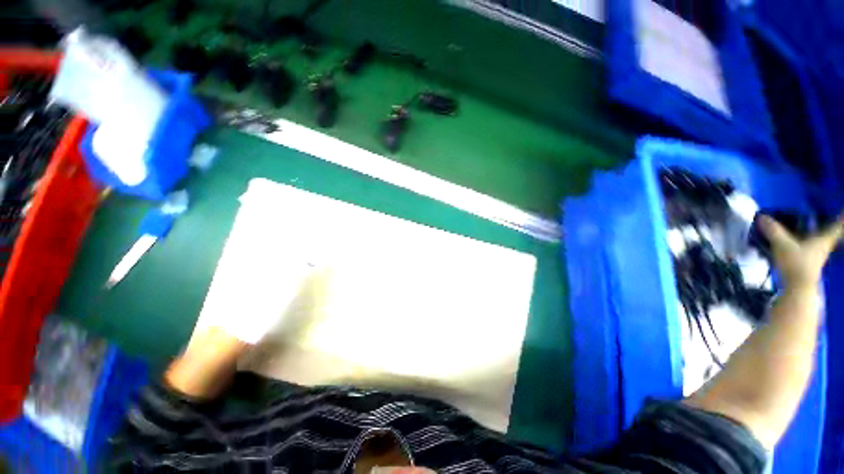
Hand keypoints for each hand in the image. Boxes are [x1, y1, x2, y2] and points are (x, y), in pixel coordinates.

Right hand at [759, 213, 843, 289]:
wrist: (797, 288)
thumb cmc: (796, 264)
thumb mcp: (782, 245)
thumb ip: (773, 231)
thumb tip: (762, 216)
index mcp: (823, 239)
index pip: (838, 226)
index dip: (842, 218)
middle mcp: (823, 246)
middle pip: (832, 234)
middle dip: (835, 227)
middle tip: (835, 218)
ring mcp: (817, 256)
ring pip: (822, 241)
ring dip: (820, 234)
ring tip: (814, 228)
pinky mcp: (809, 263)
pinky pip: (812, 248)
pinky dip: (810, 243)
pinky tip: (802, 242)